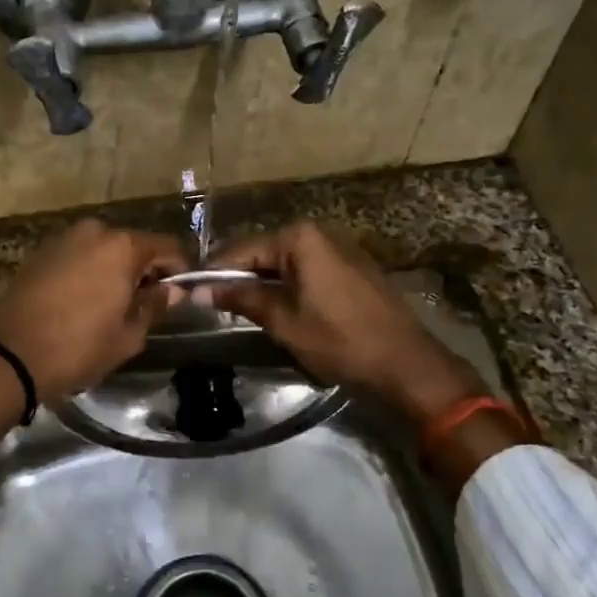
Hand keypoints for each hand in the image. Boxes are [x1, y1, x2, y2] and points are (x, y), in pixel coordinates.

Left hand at [0, 219, 188, 400]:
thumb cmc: (77, 348)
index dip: (180, 271)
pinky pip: (79, 256)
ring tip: (112, 307)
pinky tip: (84, 302)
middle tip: (145, 305)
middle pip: (134, 246)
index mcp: (122, 247)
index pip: (168, 247)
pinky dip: (89, 272)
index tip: (181, 295)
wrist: (8, 355)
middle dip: (144, 271)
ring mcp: (64, 239)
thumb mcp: (127, 336)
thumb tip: (173, 291)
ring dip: (115, 271)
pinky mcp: (41, 252)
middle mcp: (95, 231)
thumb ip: (154, 307)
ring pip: (104, 250)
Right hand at [206, 222, 487, 423]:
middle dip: (240, 278)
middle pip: (264, 253)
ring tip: (242, 312)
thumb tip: (198, 289)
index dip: (214, 273)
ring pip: (285, 264)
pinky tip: (279, 310)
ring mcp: (339, 249)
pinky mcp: (351, 268)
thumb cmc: (340, 340)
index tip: (190, 293)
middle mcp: (319, 233)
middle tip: (213, 307)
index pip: (241, 250)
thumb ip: (241, 297)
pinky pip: (307, 271)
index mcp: (300, 238)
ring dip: (264, 285)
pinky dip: (288, 288)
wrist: (406, 364)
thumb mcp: (283, 321)